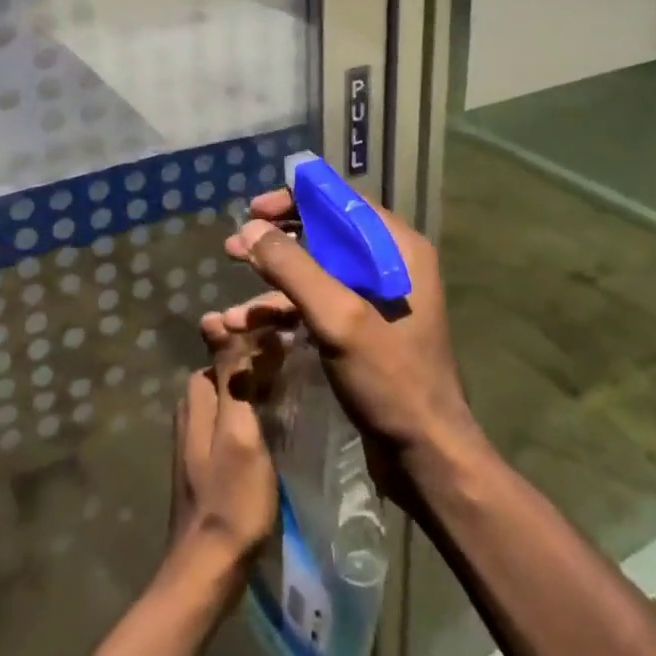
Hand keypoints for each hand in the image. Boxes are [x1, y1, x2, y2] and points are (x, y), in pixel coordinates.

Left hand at [169, 332, 278, 573]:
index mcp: (197, 399)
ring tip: (293, 391)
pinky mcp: (205, 464)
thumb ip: (231, 377)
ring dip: (256, 390)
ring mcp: (196, 441)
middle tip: (297, 365)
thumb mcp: (238, 431)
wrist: (208, 570)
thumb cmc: (231, 499)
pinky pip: (231, 422)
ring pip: (230, 397)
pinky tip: (275, 427)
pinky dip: (252, 415)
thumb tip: (213, 317)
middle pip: (227, 372)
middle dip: (256, 364)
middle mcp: (191, 412)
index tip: (290, 340)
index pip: (224, 350)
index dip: (254, 342)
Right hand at [213, 190, 479, 494]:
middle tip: (233, 247)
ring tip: (231, 306)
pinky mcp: (361, 331)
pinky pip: (317, 307)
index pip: (341, 202)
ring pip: (315, 275)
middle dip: (275, 243)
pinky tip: (245, 330)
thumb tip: (251, 229)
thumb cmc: (390, 378)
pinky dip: (283, 314)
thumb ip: (294, 268)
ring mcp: (374, 300)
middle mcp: (389, 265)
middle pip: (323, 235)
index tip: (254, 210)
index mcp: (397, 249)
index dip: (295, 200)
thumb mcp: (338, 318)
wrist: (425, 456)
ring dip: (271, 285)